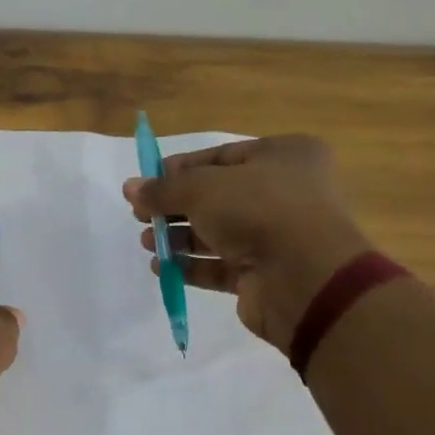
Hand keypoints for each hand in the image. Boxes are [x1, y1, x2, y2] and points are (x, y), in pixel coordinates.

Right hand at [123, 135, 372, 350]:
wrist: (304, 278)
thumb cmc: (258, 210)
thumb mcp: (200, 188)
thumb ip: (162, 189)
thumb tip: (130, 188)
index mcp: (284, 157)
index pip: (221, 156)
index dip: (179, 169)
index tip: (146, 183)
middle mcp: (287, 193)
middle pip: (217, 197)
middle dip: (175, 207)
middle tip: (141, 215)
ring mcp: (278, 236)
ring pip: (218, 232)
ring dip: (179, 237)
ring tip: (148, 242)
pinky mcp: (266, 274)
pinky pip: (221, 265)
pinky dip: (191, 266)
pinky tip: (162, 267)